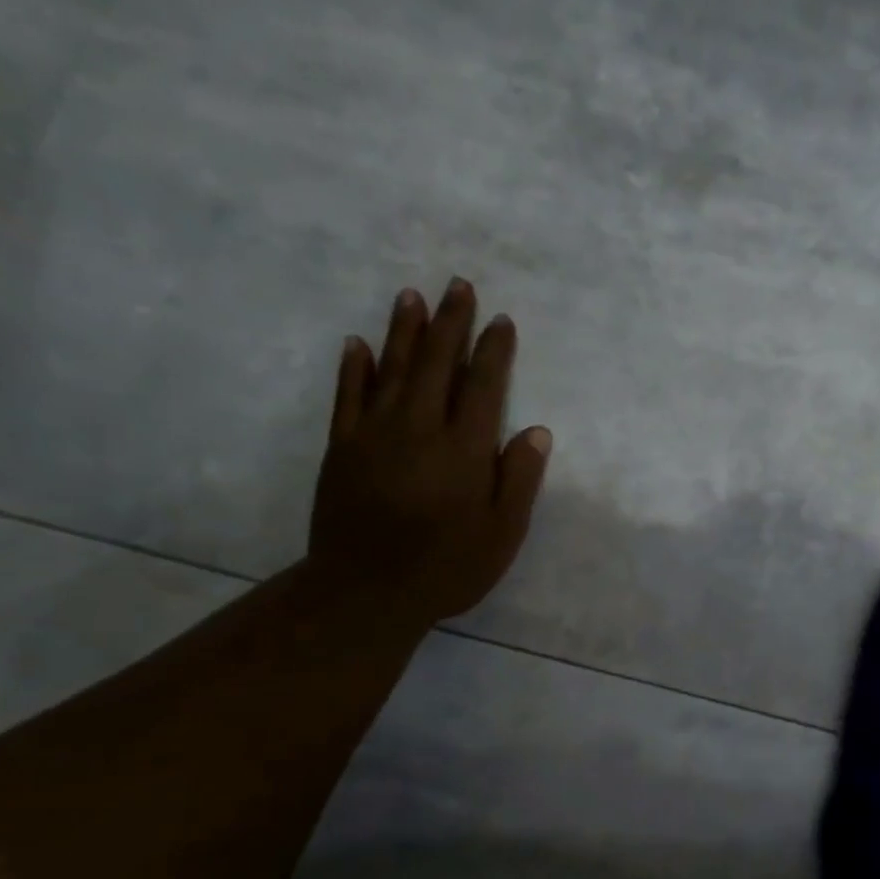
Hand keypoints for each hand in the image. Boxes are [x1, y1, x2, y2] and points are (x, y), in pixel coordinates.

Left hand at [309, 278, 550, 622]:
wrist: (365, 592)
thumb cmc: (446, 567)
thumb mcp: (502, 533)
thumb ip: (519, 479)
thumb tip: (537, 431)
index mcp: (464, 449)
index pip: (484, 386)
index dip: (494, 351)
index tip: (501, 321)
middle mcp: (420, 428)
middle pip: (436, 363)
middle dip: (450, 322)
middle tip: (458, 285)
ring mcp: (375, 434)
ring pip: (391, 369)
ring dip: (403, 330)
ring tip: (412, 296)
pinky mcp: (343, 448)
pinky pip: (348, 397)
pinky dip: (354, 368)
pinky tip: (358, 344)